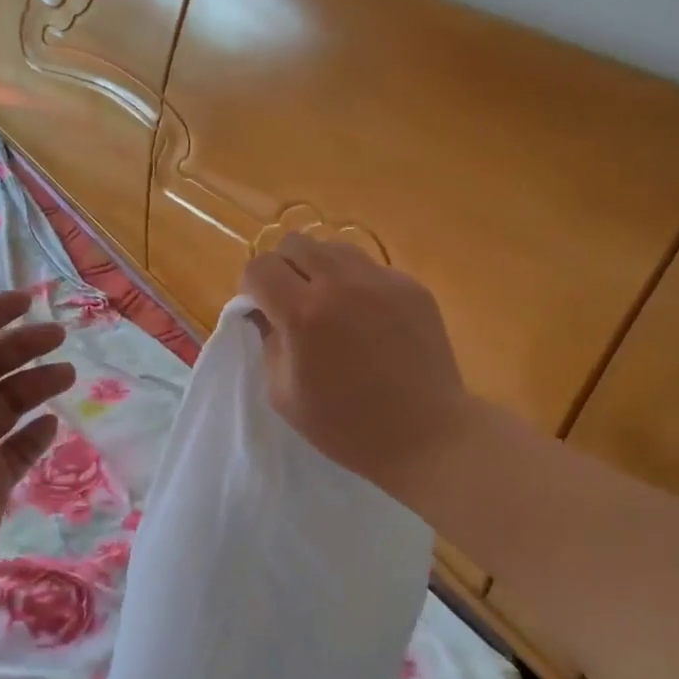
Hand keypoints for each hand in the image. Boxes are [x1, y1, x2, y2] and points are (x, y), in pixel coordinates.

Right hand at [241, 235, 483, 498]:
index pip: (260, 267)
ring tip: (330, 304)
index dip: (252, 286)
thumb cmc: (345, 426)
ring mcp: (381, 280)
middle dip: (284, 268)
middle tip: (292, 302)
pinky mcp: (411, 286)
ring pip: (334, 247)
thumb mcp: (283, 394)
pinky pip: (369, 268)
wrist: (426, 436)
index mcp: (303, 313)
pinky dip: (356, 284)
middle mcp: (340, 283)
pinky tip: (367, 319)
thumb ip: (267, 341)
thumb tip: (263, 311)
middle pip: (295, 243)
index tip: (261, 309)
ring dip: (320, 268)